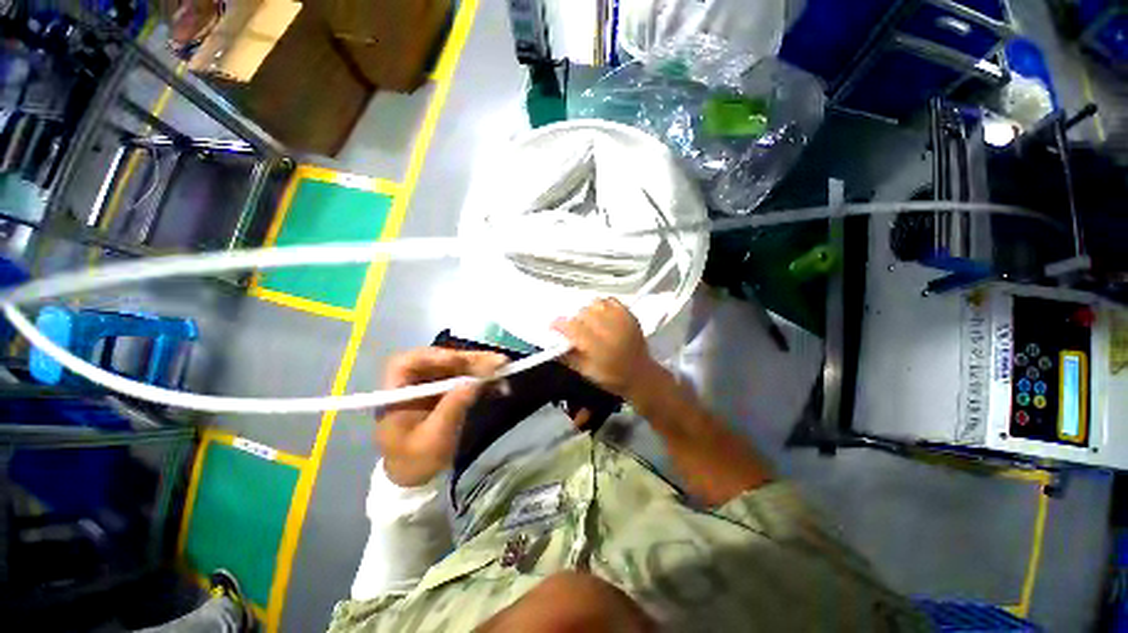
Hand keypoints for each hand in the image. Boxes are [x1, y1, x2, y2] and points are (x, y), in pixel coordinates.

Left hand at [376, 348, 507, 486]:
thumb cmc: (416, 461)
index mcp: (397, 392)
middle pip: (440, 360)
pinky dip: (482, 378)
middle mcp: (414, 382)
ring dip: (480, 366)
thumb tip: (476, 381)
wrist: (416, 480)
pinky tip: (499, 382)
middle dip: (469, 360)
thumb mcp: (434, 438)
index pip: (410, 362)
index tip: (461, 362)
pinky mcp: (446, 391)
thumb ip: (453, 407)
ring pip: (456, 366)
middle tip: (497, 362)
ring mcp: (431, 385)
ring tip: (504, 368)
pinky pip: (465, 378)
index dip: (436, 356)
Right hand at [552, 298, 658, 400]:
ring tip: (590, 322)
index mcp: (599, 349)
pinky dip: (602, 305)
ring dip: (588, 312)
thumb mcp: (586, 372)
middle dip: (575, 321)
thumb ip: (567, 357)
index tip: (554, 326)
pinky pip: (610, 301)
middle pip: (583, 314)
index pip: (574, 328)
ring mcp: (622, 321)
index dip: (560, 324)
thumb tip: (552, 345)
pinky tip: (601, 315)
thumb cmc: (611, 377)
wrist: (640, 374)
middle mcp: (611, 331)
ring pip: (596, 304)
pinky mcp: (629, 315)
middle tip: (575, 330)